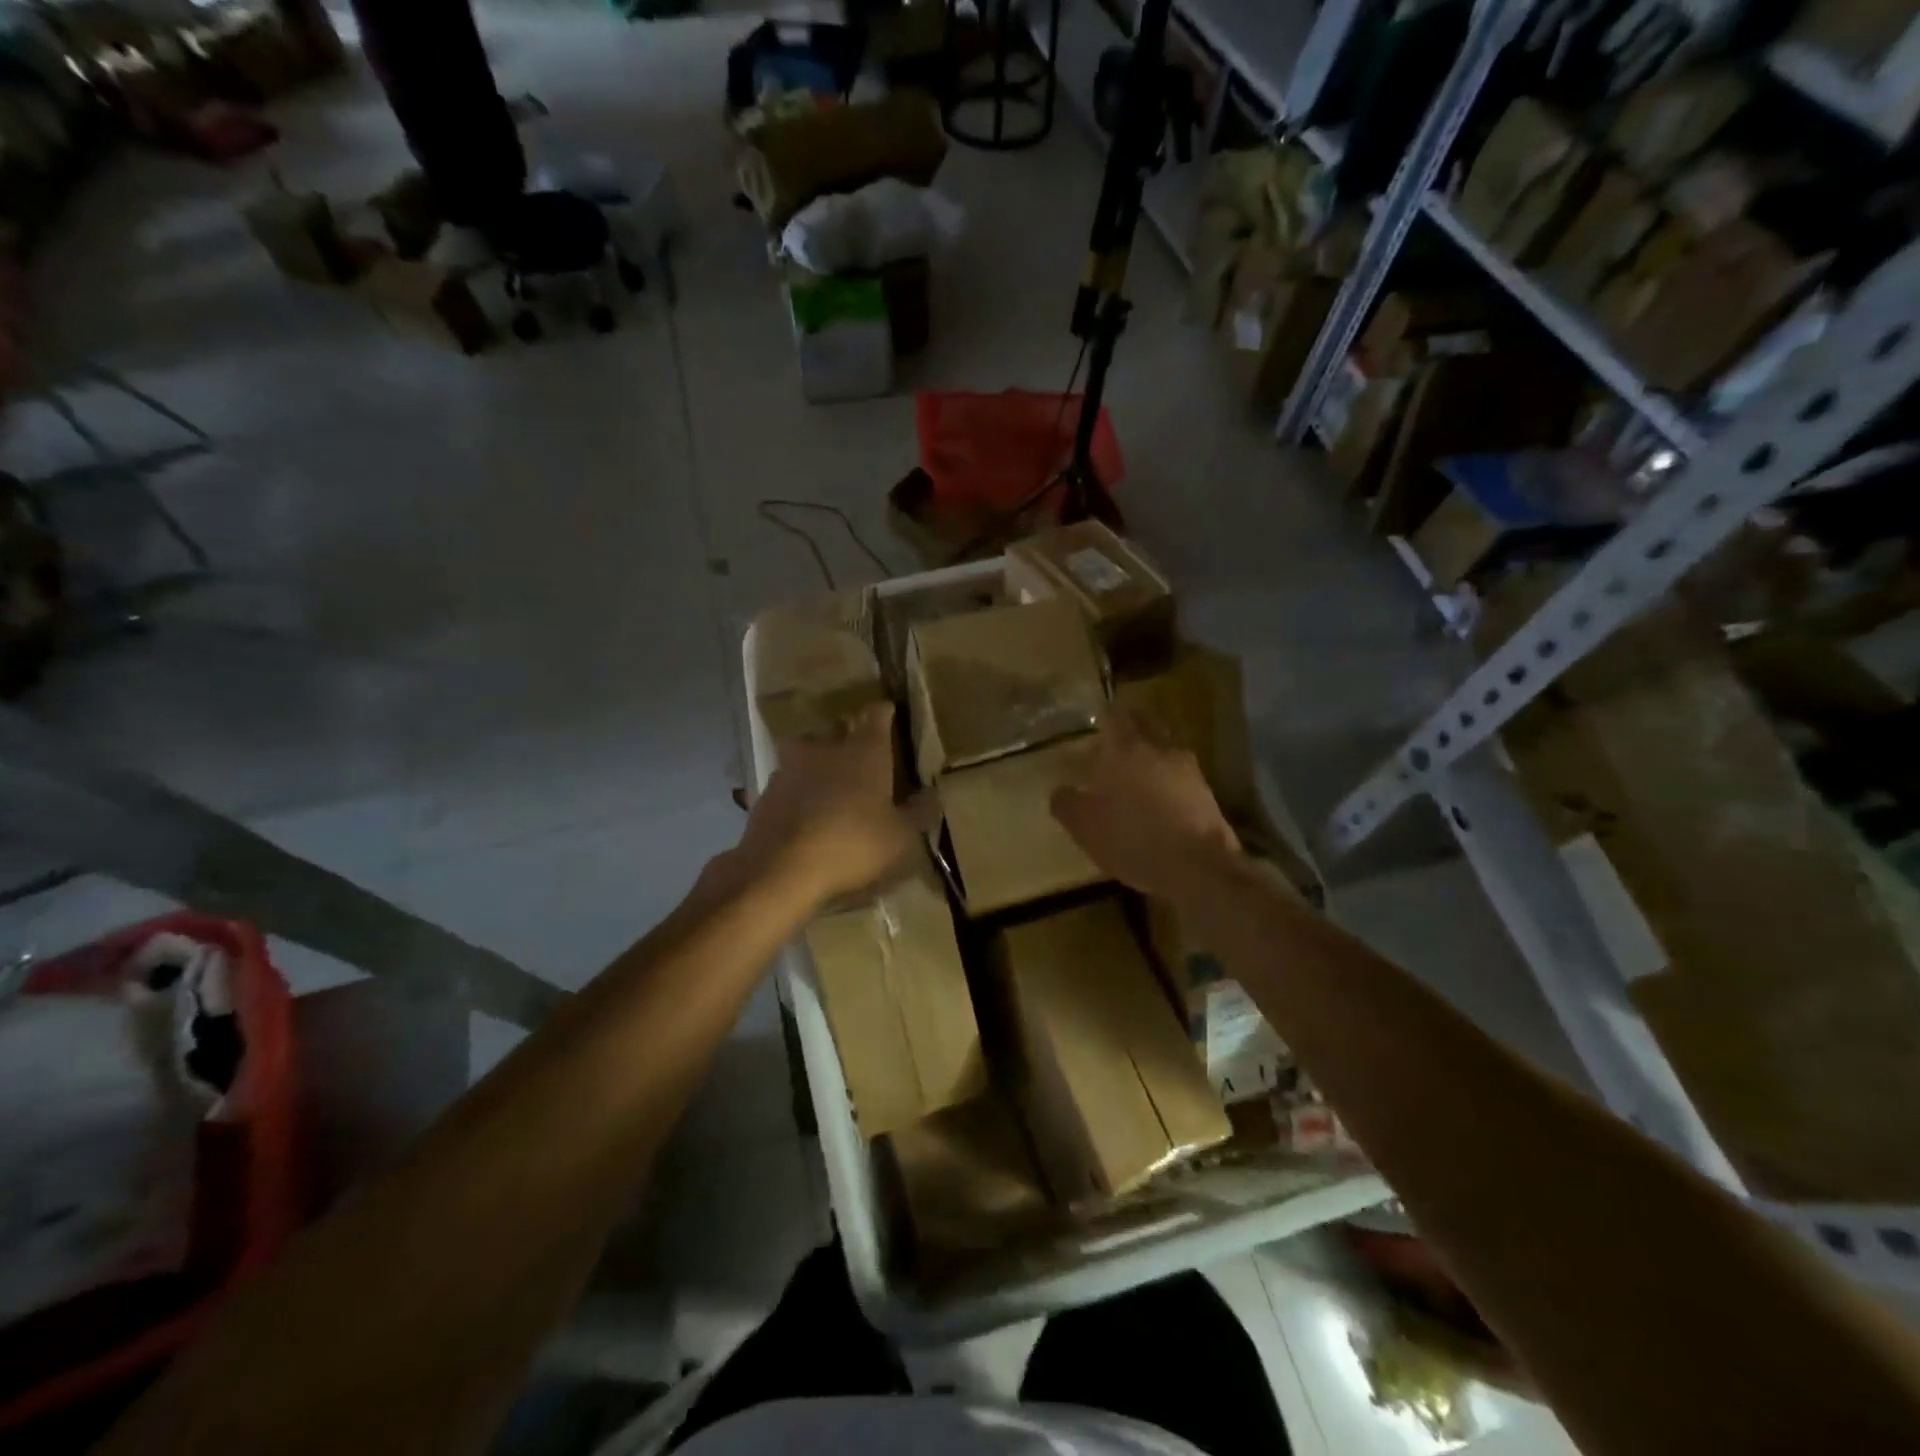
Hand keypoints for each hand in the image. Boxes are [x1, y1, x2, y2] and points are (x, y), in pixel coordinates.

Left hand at [737, 703, 915, 909]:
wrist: (779, 869)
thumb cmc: (852, 845)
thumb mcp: (900, 837)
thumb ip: (918, 813)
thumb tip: (931, 795)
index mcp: (864, 751)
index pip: (877, 715)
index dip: (884, 713)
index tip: (890, 714)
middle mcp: (826, 748)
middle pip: (838, 732)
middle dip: (848, 741)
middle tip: (861, 760)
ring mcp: (790, 768)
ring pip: (807, 756)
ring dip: (819, 767)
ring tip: (829, 790)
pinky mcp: (766, 794)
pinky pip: (789, 785)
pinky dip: (798, 794)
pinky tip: (805, 816)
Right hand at [1051, 707, 1240, 902]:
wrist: (1199, 867)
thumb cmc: (1133, 839)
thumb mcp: (1086, 827)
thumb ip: (1067, 804)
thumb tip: (1060, 790)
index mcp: (1125, 749)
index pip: (1115, 715)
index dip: (1104, 715)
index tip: (1095, 722)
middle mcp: (1159, 749)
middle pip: (1145, 723)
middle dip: (1130, 728)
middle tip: (1113, 743)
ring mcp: (1187, 769)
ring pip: (1165, 747)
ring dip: (1150, 753)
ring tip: (1134, 774)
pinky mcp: (1206, 792)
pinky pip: (1180, 773)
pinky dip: (1167, 777)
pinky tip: (1157, 799)